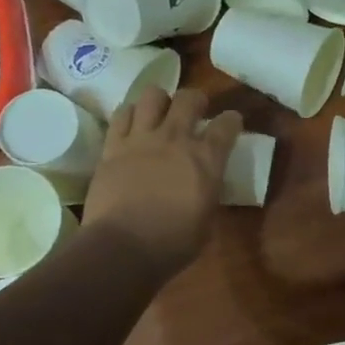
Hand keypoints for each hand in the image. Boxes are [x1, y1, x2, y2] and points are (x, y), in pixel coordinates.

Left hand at [80, 88, 240, 276]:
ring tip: (160, 113)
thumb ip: (208, 192)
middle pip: (189, 98)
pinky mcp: (113, 146)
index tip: (231, 124)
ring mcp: (142, 139)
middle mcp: (176, 138)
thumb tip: (206, 185)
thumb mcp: (207, 219)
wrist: (123, 248)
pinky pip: (122, 114)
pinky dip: (130, 115)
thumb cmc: (173, 243)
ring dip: (160, 101)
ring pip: (152, 96)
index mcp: (207, 158)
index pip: (227, 124)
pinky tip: (133, 125)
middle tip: (195, 111)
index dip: (232, 120)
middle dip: (196, 100)